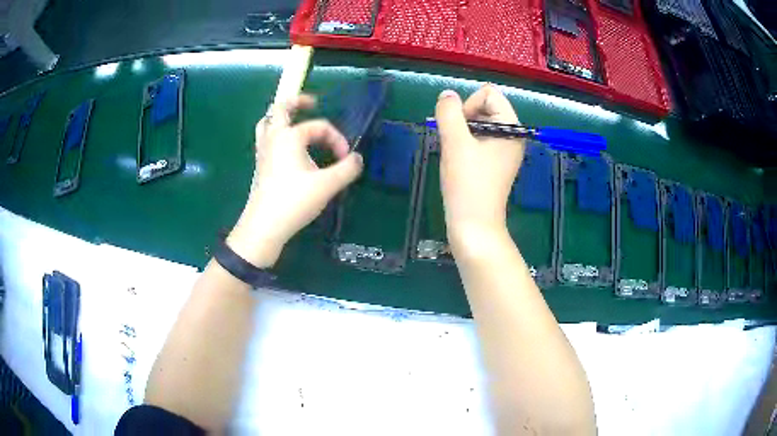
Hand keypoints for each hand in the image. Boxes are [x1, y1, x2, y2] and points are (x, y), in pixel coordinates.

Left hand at [227, 95, 363, 266]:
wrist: (264, 226)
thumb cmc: (294, 201)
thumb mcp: (327, 185)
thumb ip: (347, 169)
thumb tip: (357, 158)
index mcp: (289, 136)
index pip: (319, 127)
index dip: (336, 139)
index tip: (346, 159)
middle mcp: (273, 138)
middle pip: (279, 109)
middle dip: (297, 102)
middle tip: (312, 103)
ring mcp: (263, 151)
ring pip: (267, 123)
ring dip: (280, 118)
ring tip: (294, 121)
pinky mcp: (260, 165)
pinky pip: (265, 139)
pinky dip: (276, 134)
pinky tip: (287, 148)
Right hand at [434, 85, 524, 252]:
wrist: (474, 225)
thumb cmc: (467, 183)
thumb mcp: (455, 143)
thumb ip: (449, 113)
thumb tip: (446, 94)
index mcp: (512, 127)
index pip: (489, 93)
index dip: (469, 104)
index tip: (460, 128)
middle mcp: (512, 136)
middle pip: (485, 106)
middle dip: (465, 118)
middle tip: (456, 142)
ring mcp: (504, 150)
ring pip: (479, 123)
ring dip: (462, 132)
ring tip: (456, 153)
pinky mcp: (495, 163)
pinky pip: (479, 139)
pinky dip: (465, 143)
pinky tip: (458, 160)